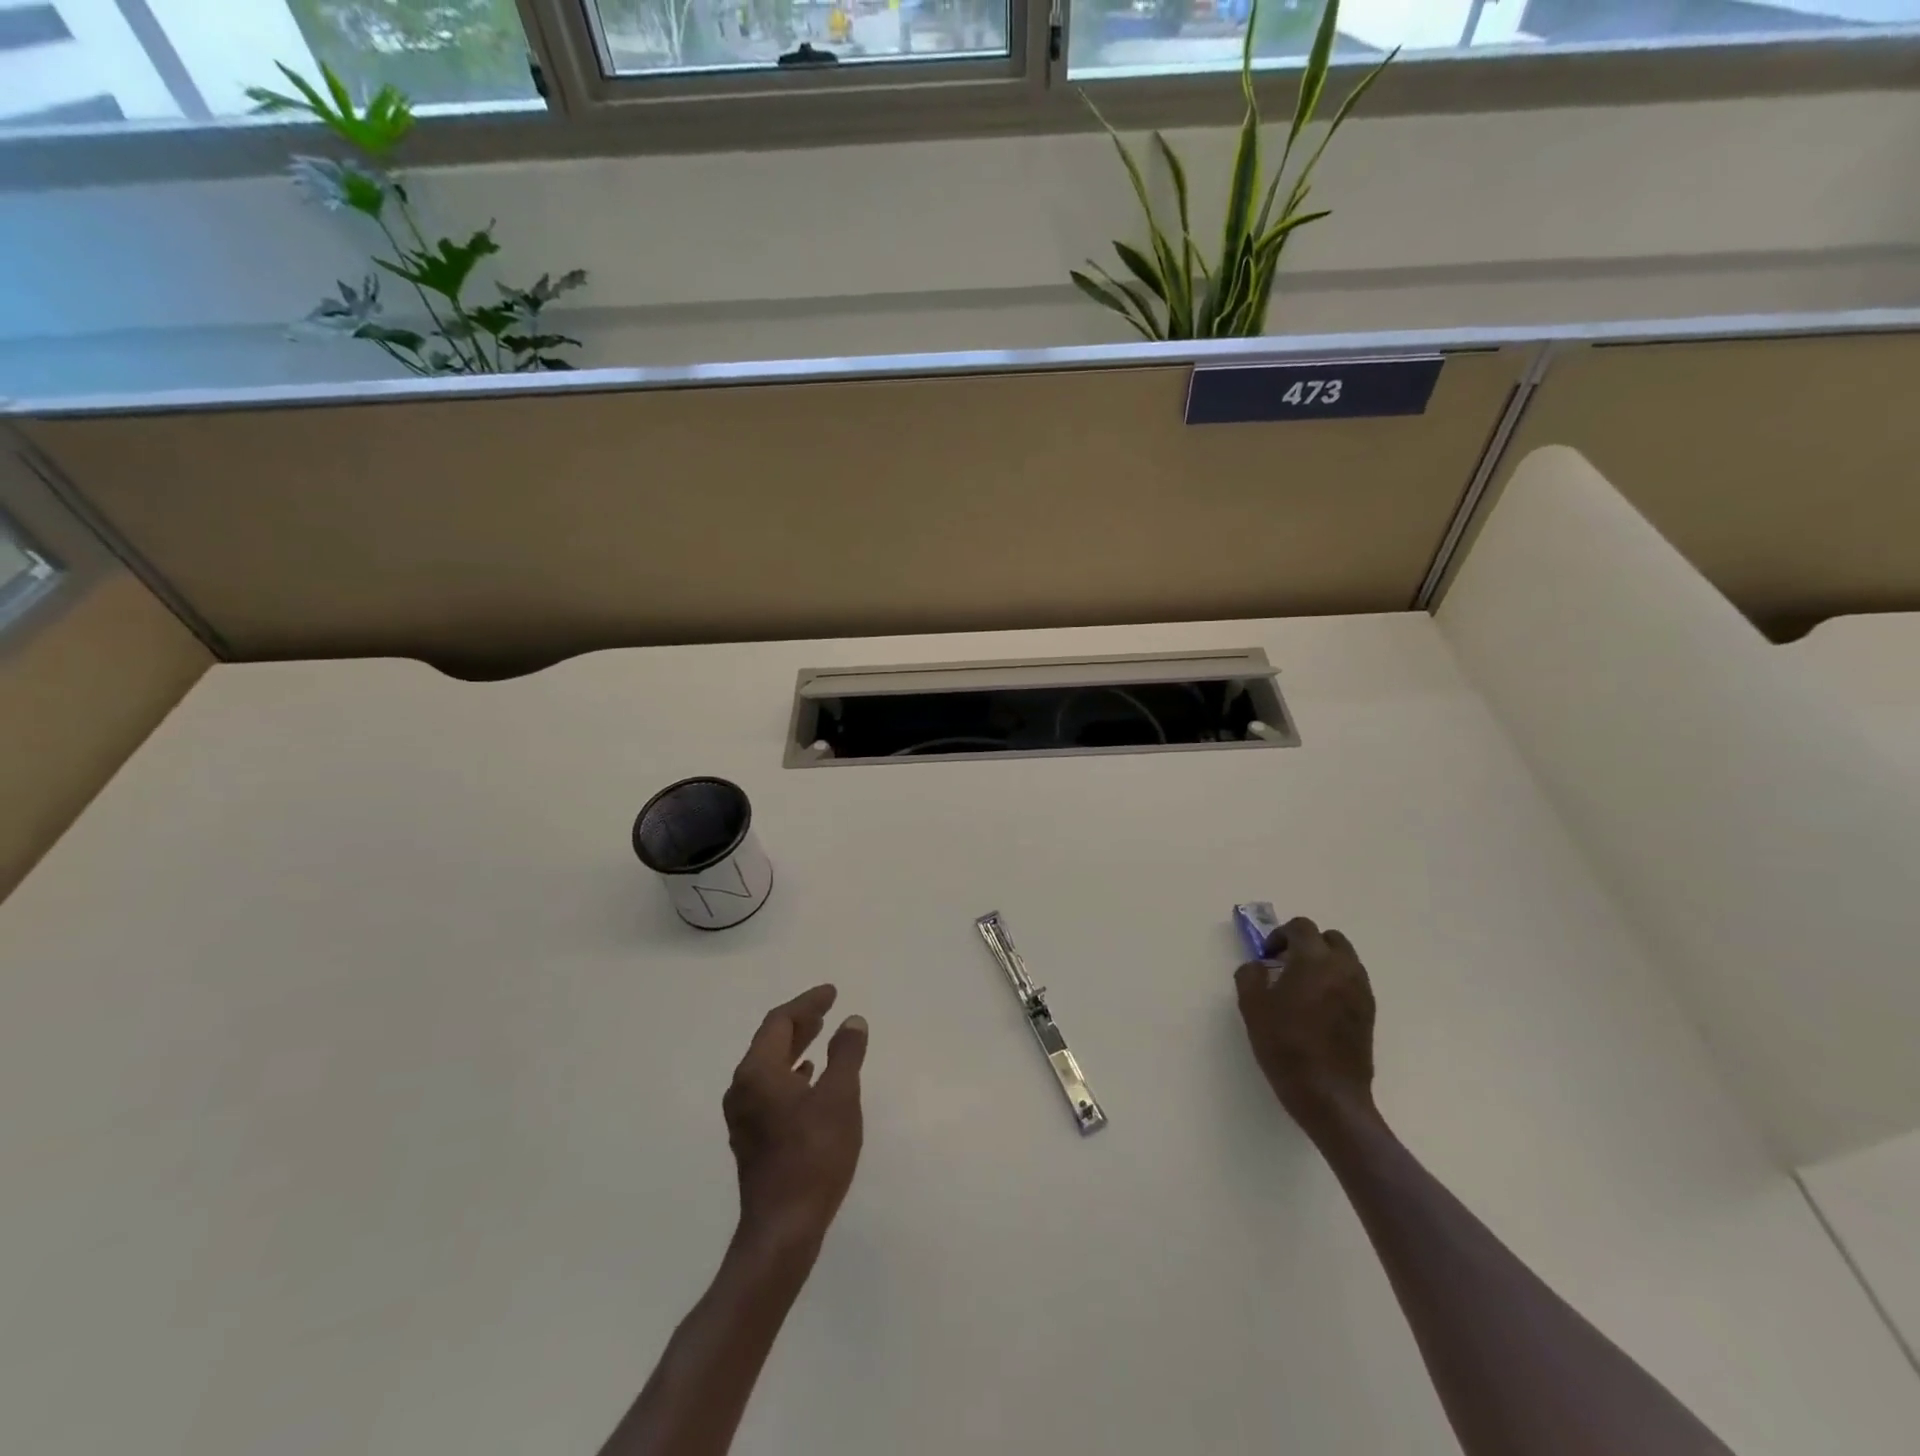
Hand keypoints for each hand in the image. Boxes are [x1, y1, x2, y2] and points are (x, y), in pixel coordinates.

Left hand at [723, 984, 867, 1250]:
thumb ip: (846, 1054)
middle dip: (800, 1022)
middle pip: (770, 1041)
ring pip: (769, 1066)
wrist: (783, 1228)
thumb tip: (851, 1020)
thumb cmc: (813, 1156)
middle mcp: (742, 1088)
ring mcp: (743, 1115)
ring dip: (795, 1047)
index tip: (832, 992)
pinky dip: (791, 1073)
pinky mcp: (751, 1137)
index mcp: (757, 1072)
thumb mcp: (840, 1097)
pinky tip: (809, 1077)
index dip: (807, 1003)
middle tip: (826, 1009)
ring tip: (822, 1035)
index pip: (780, 1021)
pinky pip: (770, 1088)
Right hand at [1234, 916, 1377, 1137]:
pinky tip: (1318, 1008)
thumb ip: (1250, 975)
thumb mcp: (1252, 1007)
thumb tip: (1259, 966)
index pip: (1301, 927)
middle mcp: (1344, 968)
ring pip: (1345, 959)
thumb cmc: (1285, 1045)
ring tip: (1302, 987)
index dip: (1280, 935)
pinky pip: (1352, 982)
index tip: (1267, 957)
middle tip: (1286, 965)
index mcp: (1315, 960)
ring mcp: (1361, 991)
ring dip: (1323, 962)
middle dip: (1307, 944)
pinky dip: (1336, 982)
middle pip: (1330, 938)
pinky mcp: (1369, 1013)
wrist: (1329, 1094)